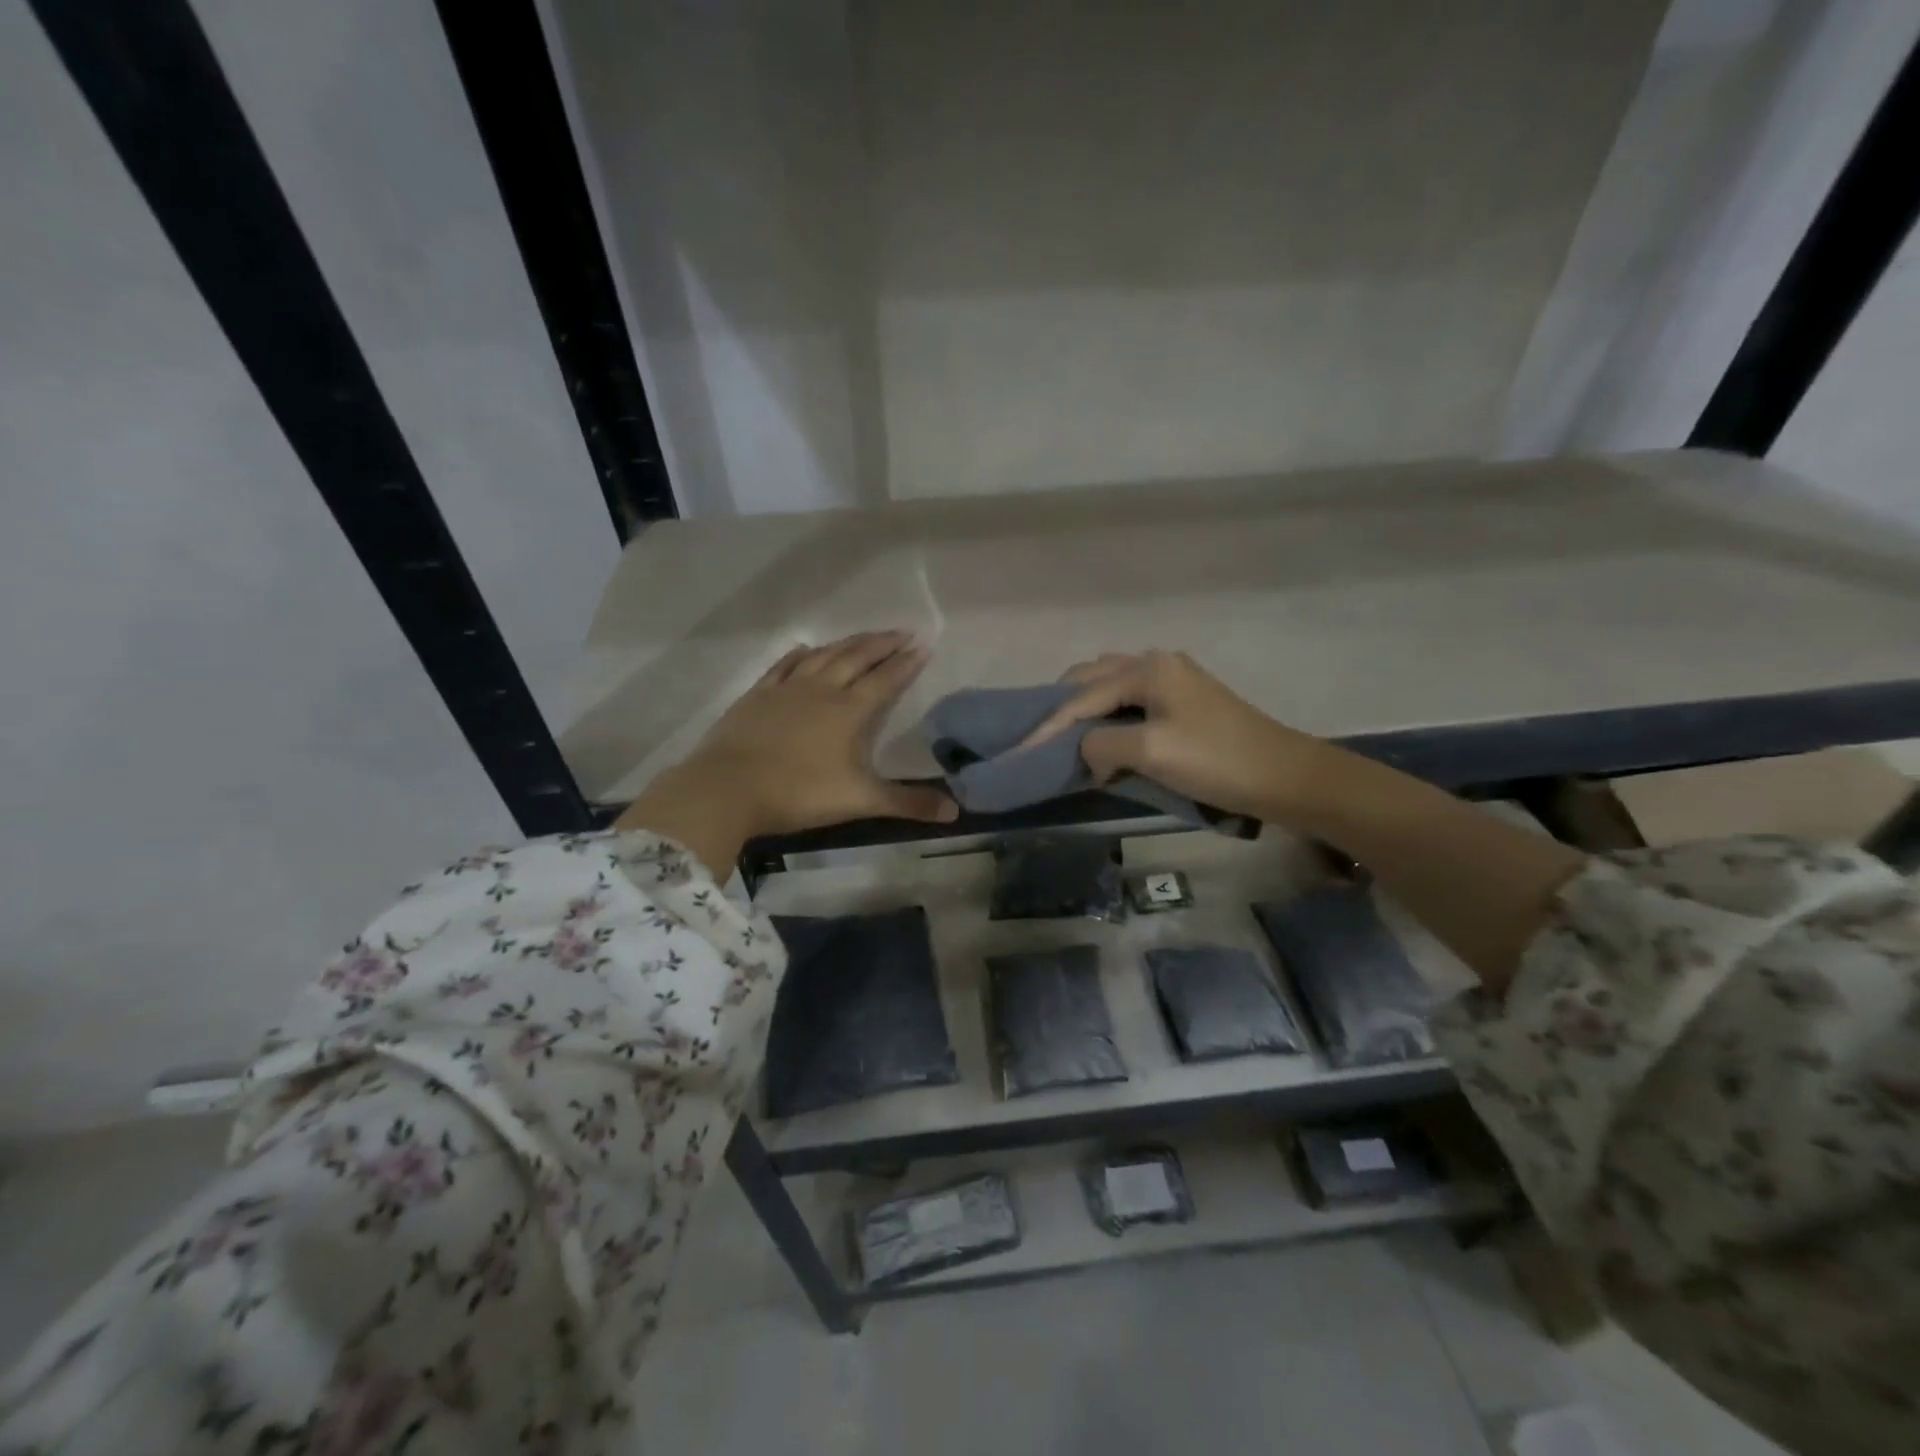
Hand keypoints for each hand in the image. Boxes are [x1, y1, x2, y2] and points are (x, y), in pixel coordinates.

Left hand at [616, 631, 955, 873]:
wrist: (727, 788)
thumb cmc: (799, 793)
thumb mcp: (860, 801)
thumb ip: (907, 803)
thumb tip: (955, 813)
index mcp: (849, 711)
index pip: (885, 679)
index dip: (906, 662)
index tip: (923, 645)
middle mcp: (822, 690)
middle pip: (857, 657)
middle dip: (882, 643)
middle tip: (902, 631)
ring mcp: (787, 689)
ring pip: (824, 656)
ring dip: (847, 643)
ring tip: (864, 637)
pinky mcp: (758, 695)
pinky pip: (784, 666)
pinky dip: (800, 655)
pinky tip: (806, 649)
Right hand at [1020, 650, 1323, 820]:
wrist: (1284, 776)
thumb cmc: (1215, 761)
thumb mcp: (1150, 753)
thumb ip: (1102, 744)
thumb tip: (1087, 750)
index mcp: (1147, 669)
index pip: (1080, 697)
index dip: (1047, 727)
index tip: (1018, 752)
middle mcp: (1156, 663)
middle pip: (1090, 678)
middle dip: (1061, 707)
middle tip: (1040, 739)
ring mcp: (1173, 680)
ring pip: (1110, 686)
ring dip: (1084, 709)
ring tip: (1067, 740)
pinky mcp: (1185, 701)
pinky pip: (1130, 701)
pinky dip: (1108, 716)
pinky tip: (1103, 738)